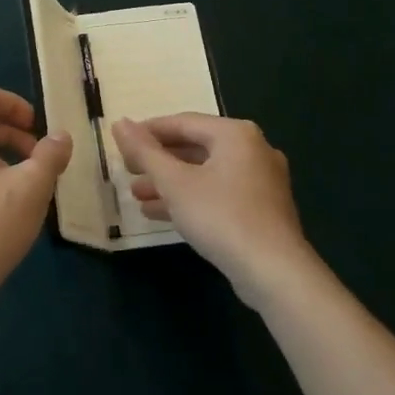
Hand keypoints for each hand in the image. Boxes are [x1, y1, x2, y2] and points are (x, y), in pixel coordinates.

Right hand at [111, 114, 314, 305]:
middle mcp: (253, 149)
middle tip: (128, 171)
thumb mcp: (175, 183)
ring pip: (206, 173)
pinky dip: (191, 198)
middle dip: (158, 162)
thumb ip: (145, 152)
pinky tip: (161, 214)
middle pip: (195, 147)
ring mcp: (261, 181)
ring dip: (170, 183)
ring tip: (137, 196)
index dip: (148, 132)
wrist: (274, 272)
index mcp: (235, 134)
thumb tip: (119, 123)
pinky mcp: (262, 209)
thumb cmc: (221, 216)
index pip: (183, 122)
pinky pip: (218, 193)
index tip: (121, 144)